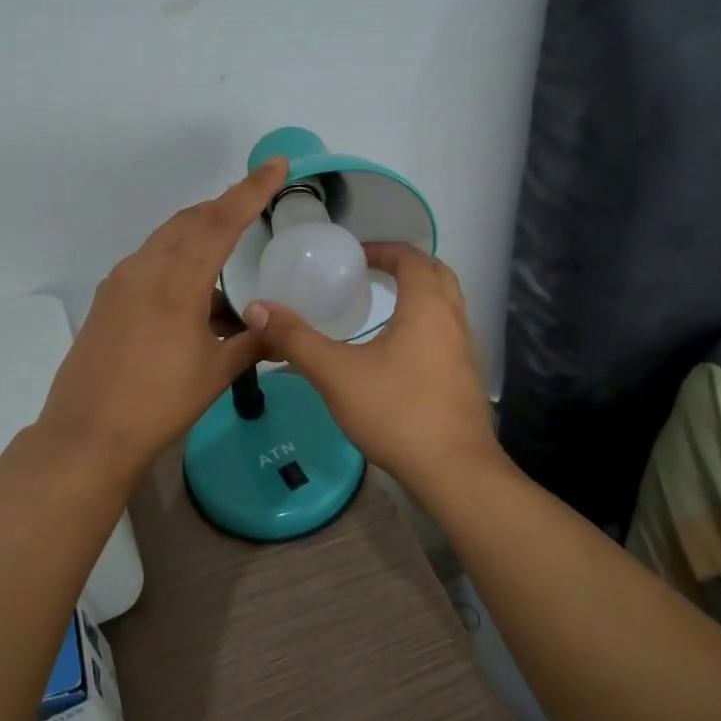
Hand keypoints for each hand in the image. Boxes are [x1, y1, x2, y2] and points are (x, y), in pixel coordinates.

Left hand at [36, 157, 287, 474]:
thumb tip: (282, 330)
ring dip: (200, 233)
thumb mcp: (215, 372)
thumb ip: (253, 343)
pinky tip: (195, 290)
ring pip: (167, 238)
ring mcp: (121, 281)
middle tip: (257, 206)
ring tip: (229, 252)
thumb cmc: (159, 402)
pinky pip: (150, 261)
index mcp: (177, 280)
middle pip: (191, 220)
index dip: (251, 189)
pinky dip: (178, 259)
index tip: (276, 164)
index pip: (221, 220)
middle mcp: (145, 268)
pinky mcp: (108, 298)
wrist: (88, 434)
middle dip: (225, 207)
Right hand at [244, 243, 496, 490]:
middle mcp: (453, 320)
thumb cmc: (396, 411)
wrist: (453, 472)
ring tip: (380, 307)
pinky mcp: (465, 378)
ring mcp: (465, 350)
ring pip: (445, 306)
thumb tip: (256, 308)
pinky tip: (395, 352)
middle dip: (404, 267)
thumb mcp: (336, 373)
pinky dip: (424, 325)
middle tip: (369, 273)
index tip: (353, 256)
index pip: (411, 257)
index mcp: (427, 306)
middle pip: (437, 274)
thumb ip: (295, 339)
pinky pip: (446, 334)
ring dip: (418, 295)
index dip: (382, 249)